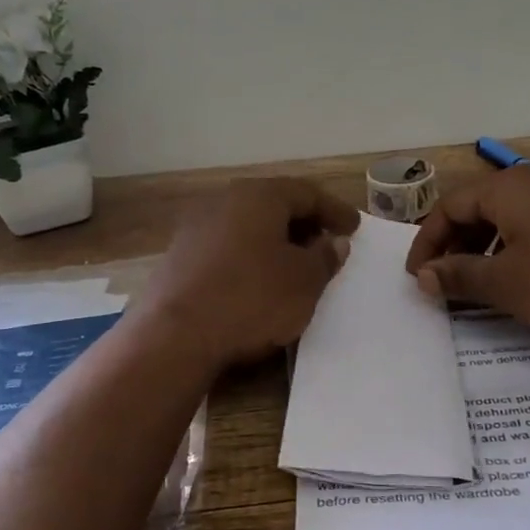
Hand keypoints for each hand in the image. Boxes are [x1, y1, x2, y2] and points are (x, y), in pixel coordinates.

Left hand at [134, 177, 360, 372]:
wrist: (175, 336)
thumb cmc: (251, 299)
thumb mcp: (304, 281)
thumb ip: (324, 257)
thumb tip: (332, 242)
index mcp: (258, 196)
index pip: (307, 193)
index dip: (335, 210)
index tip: (354, 227)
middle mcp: (224, 201)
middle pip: (273, 205)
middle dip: (304, 224)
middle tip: (326, 244)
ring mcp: (196, 228)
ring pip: (248, 226)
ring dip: (275, 242)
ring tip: (295, 265)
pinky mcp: (179, 257)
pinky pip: (227, 248)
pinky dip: (250, 257)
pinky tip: (258, 281)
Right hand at [405, 166, 529, 338]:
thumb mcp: (508, 284)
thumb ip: (460, 277)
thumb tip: (424, 275)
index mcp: (507, 189)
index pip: (448, 207)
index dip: (427, 242)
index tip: (419, 276)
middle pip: (480, 206)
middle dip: (457, 243)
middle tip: (448, 280)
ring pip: (513, 213)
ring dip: (489, 245)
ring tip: (486, 281)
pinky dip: (522, 243)